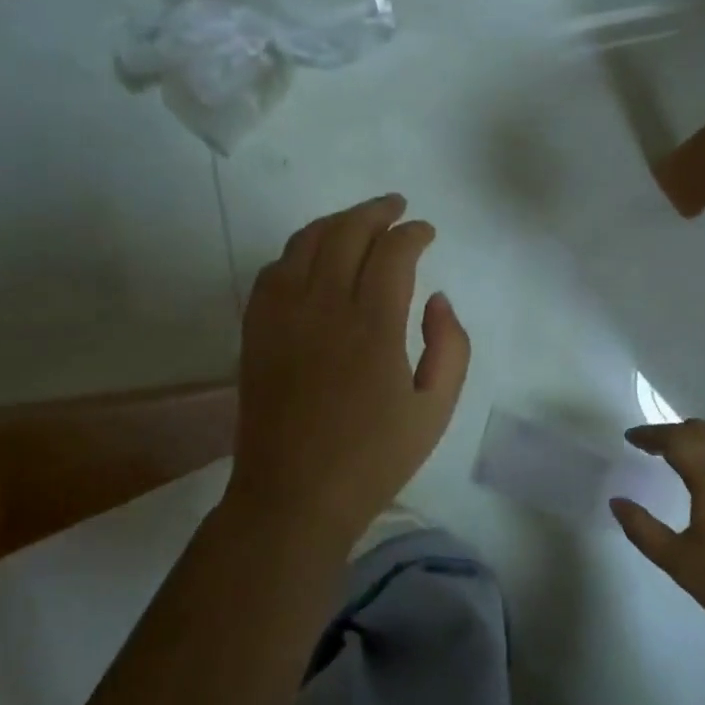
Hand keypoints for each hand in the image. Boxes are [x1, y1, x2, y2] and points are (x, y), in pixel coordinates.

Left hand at [225, 194, 470, 544]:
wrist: (294, 497)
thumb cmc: (372, 459)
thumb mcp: (435, 410)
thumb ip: (449, 347)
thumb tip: (436, 299)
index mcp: (372, 326)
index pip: (392, 252)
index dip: (413, 233)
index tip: (426, 232)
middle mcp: (323, 307)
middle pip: (346, 232)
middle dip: (376, 211)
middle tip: (396, 207)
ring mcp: (281, 316)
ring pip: (305, 242)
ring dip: (336, 222)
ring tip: (358, 222)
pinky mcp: (256, 331)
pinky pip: (274, 270)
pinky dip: (298, 250)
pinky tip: (312, 257)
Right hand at [611, 419, 704, 652]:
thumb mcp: (677, 561)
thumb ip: (642, 528)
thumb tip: (617, 502)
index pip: (677, 440)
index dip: (650, 435)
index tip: (631, 438)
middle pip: (704, 431)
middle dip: (675, 433)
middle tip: (652, 445)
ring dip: (702, 439)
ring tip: (683, 455)